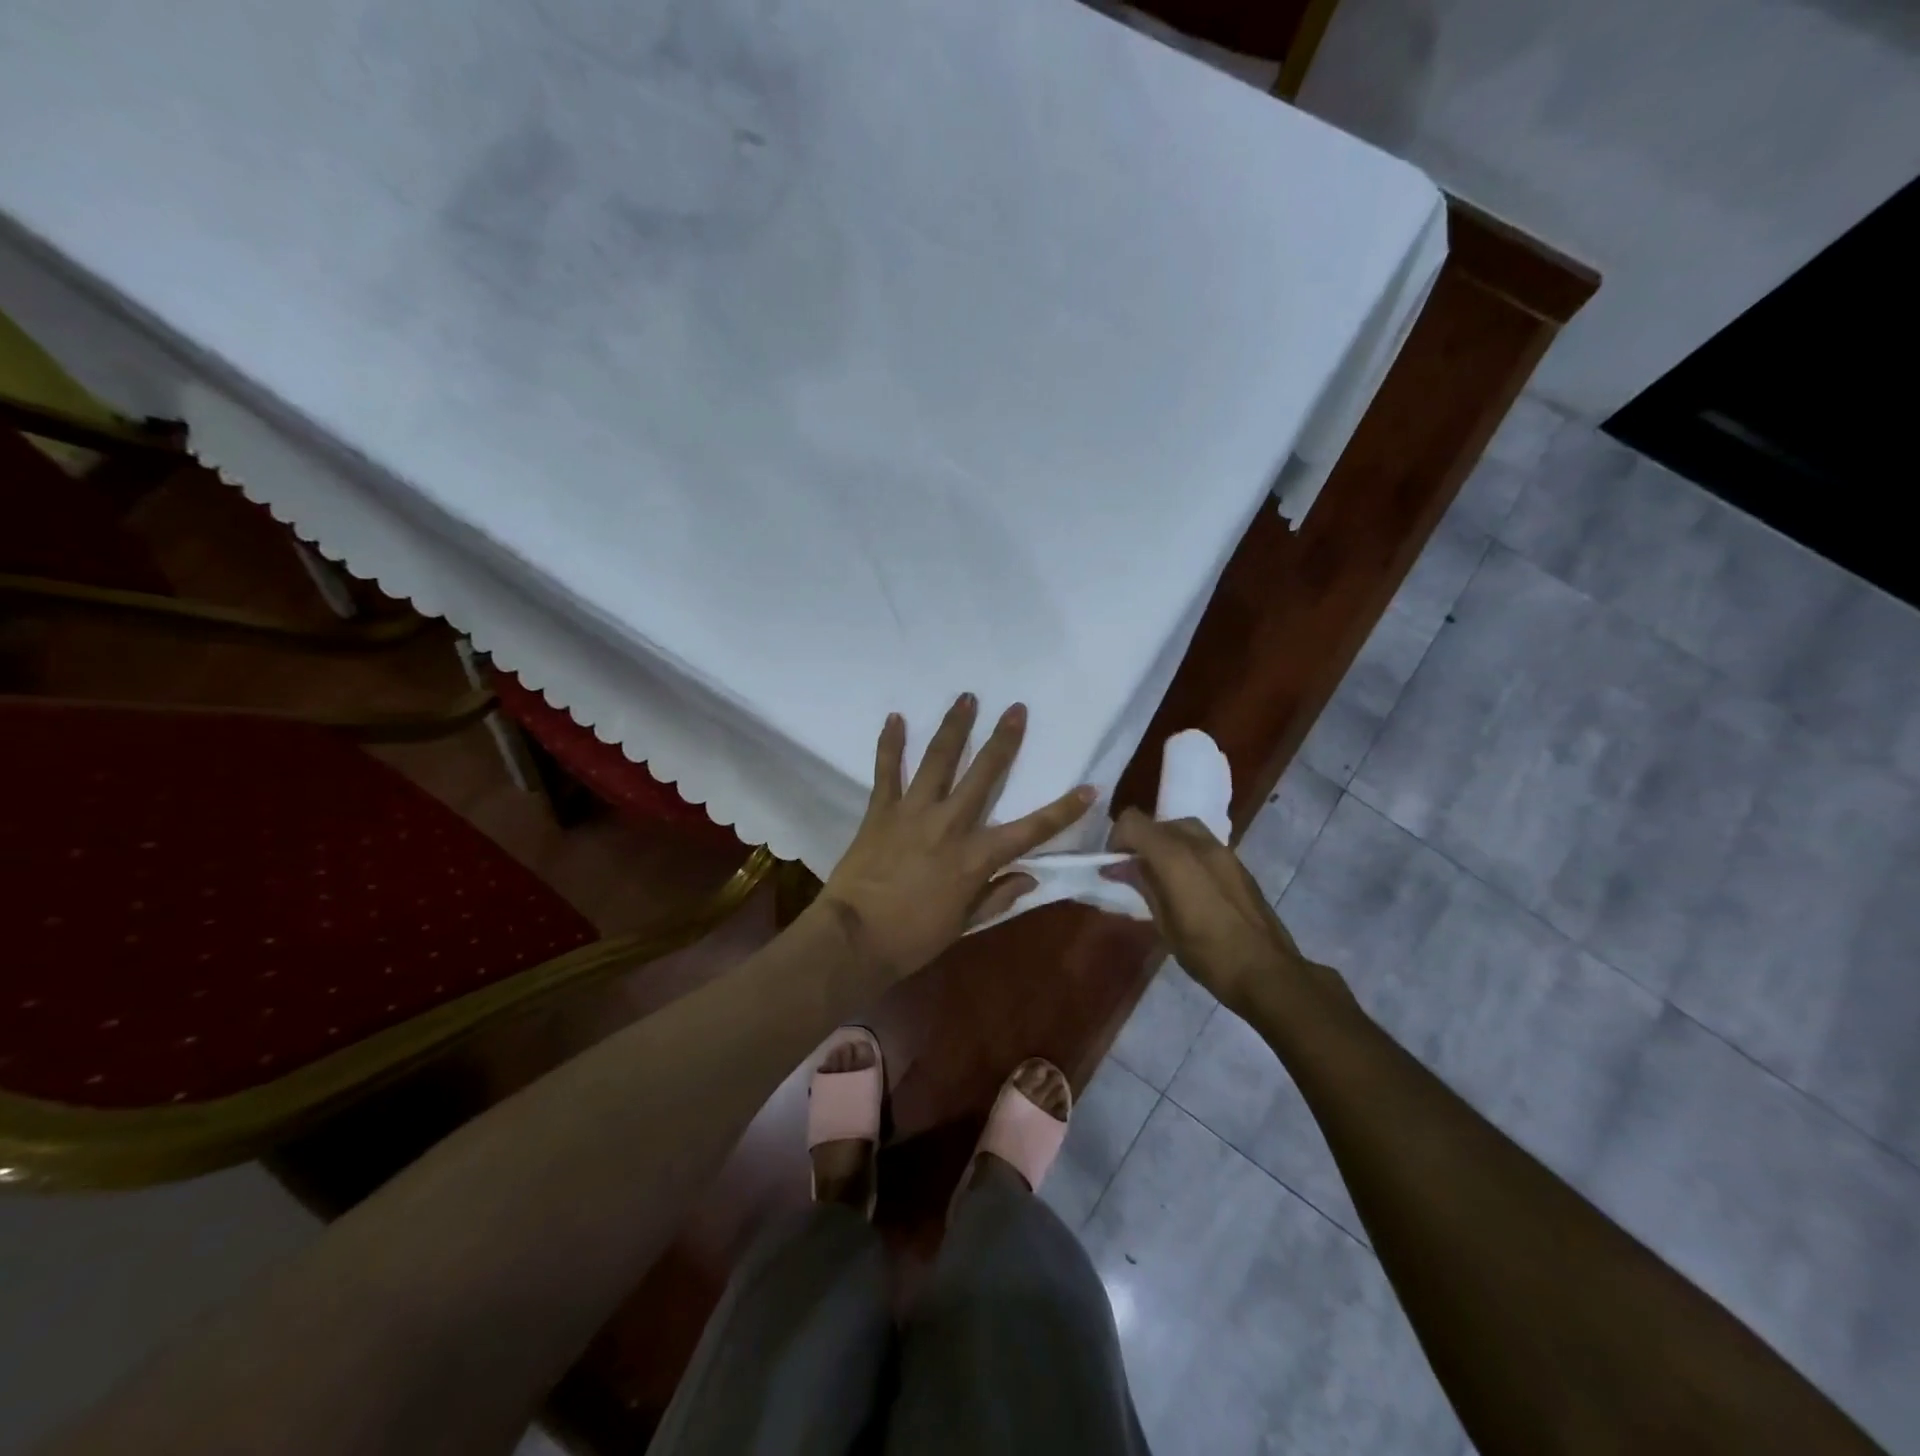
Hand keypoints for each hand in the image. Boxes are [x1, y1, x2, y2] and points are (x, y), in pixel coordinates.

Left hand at [815, 694, 1096, 982]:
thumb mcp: (964, 925)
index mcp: (975, 858)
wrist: (854, 938)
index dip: (1063, 810)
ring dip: (954, 727)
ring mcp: (913, 812)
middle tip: (1016, 709)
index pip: (1031, 830)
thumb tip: (1029, 877)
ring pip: (938, 760)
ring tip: (966, 698)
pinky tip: (895, 718)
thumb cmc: (913, 938)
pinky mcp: (881, 810)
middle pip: (983, 775)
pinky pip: (887, 771)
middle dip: (1003, 740)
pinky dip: (890, 744)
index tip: (1089, 788)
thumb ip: (998, 896)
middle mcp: (950, 824)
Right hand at [1105, 808, 1349, 1020]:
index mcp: (1175, 857)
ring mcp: (1224, 852)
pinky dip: (1186, 853)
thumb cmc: (1208, 954)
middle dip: (1142, 840)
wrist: (1267, 972)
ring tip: (1160, 877)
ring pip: (1183, 829)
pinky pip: (1203, 844)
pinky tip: (1187, 885)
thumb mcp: (1164, 923)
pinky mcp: (1238, 864)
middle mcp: (1200, 844)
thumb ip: (1143, 885)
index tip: (1114, 864)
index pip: (1133, 822)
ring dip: (1165, 844)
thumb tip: (1121, 867)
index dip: (1117, 838)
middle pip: (1159, 823)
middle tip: (1135, 871)